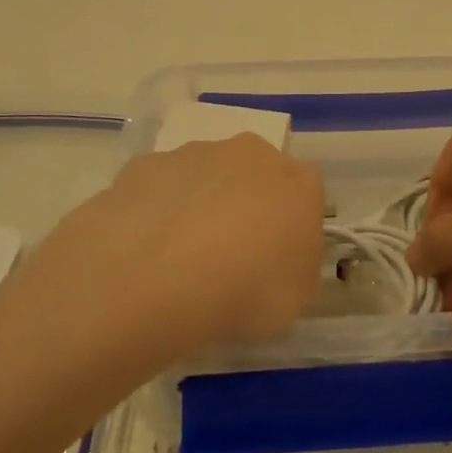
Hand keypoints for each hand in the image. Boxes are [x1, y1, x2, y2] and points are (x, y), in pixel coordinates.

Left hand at [23, 133, 326, 352]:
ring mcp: (194, 154)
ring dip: (199, 202)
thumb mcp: (294, 298)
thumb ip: (295, 267)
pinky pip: (160, 186)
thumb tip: (280, 258)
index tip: (276, 256)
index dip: (291, 222)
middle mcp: (250, 154)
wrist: (158, 275)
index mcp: (297, 184)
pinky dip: (157, 208)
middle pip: (254, 173)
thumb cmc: (244, 290)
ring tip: (179, 256)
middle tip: (229, 252)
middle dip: (246, 202)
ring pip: (205, 175)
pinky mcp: (147, 164)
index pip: (307, 191)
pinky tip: (145, 247)